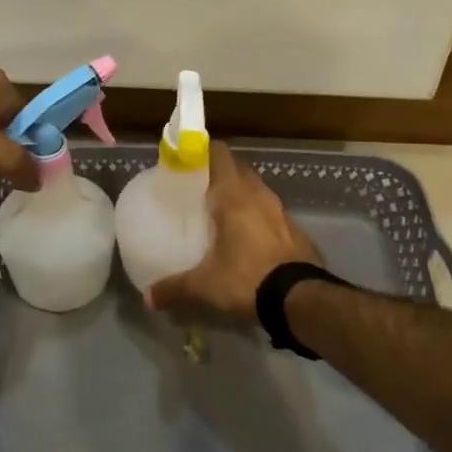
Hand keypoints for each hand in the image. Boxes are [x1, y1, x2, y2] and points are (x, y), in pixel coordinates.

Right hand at [148, 142, 322, 321]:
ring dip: (242, 194)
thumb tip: (149, 298)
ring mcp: (282, 211)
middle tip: (199, 189)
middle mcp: (259, 195)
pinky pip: (272, 212)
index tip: (186, 161)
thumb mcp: (205, 286)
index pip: (219, 154)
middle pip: (238, 169)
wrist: (302, 300)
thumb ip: (175, 287)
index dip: (203, 151)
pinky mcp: (296, 230)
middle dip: (220, 173)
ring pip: (257, 190)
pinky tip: (249, 238)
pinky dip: (258, 216)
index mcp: (234, 196)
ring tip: (222, 212)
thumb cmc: (247, 279)